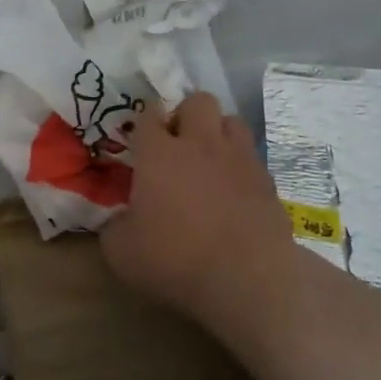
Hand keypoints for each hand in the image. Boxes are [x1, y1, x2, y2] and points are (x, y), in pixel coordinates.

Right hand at [100, 93, 296, 337]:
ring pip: (231, 120)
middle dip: (187, 114)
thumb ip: (113, 227)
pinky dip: (241, 164)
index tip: (142, 135)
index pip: (148, 114)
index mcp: (158, 153)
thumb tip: (117, 220)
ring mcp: (238, 158)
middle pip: (197, 101)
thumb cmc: (176, 259)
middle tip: (178, 142)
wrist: (248, 278)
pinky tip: (235, 189)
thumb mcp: (122, 252)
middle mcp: (199, 143)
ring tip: (211, 158)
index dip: (145, 120)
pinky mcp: (266, 180)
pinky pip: (252, 156)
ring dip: (219, 132)